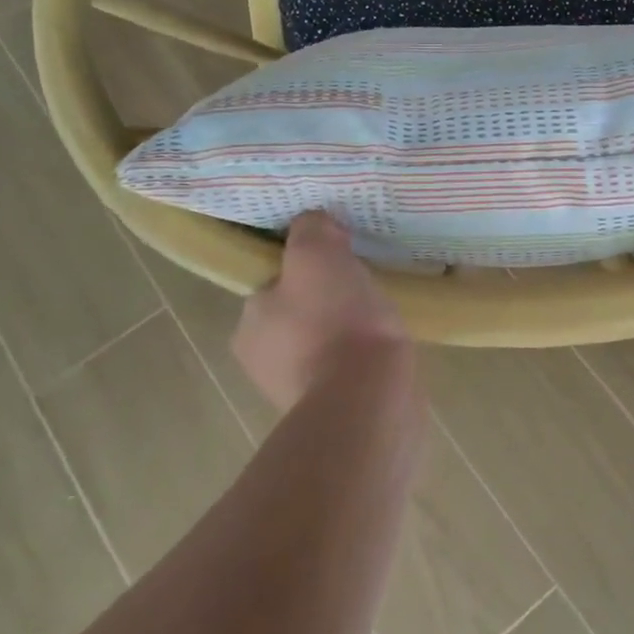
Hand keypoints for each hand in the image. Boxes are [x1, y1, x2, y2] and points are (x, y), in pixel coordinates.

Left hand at [233, 212, 412, 410]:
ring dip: (348, 331)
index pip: (272, 283)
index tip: (337, 259)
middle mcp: (262, 361)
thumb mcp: (317, 255)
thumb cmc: (334, 322)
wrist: (368, 399)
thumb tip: (317, 223)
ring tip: (381, 315)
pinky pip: (347, 370)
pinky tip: (385, 348)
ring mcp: (297, 391)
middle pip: (299, 313)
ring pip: (324, 343)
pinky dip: (362, 358)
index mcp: (248, 325)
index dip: (304, 267)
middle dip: (327, 301)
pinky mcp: (333, 410)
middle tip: (362, 284)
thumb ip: (311, 230)